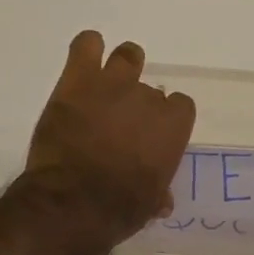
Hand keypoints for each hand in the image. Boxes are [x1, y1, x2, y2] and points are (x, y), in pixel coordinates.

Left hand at [23, 31, 195, 242]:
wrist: (73, 202)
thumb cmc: (118, 209)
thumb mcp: (149, 204)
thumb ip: (159, 190)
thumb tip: (162, 199)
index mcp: (172, 127)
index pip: (180, 107)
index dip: (165, 118)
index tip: (150, 133)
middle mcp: (148, 98)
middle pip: (150, 88)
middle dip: (137, 103)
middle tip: (120, 122)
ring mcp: (113, 84)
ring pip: (127, 56)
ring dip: (121, 67)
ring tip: (106, 84)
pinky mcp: (78, 80)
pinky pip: (87, 45)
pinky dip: (87, 48)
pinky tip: (84, 60)